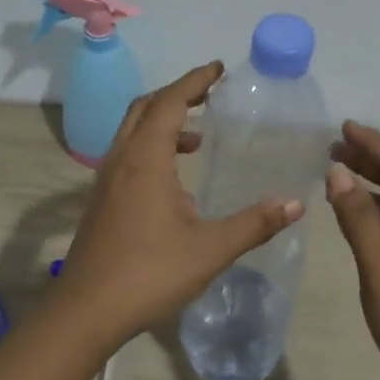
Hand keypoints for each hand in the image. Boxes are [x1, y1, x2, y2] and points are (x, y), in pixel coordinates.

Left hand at [57, 63, 303, 348]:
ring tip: (199, 137)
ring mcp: (106, 180)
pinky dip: (152, 148)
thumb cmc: (149, 273)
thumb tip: (294, 203)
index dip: (194, 81)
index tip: (218, 68)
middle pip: (145, 108)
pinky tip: (175, 182)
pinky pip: (128, 155)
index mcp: (146, 159)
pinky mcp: (101, 200)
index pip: (170, 103)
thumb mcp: (210, 249)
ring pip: (132, 132)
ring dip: (163, 122)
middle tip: (209, 93)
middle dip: (177, 94)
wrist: (86, 311)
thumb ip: (253, 224)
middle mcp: (122, 160)